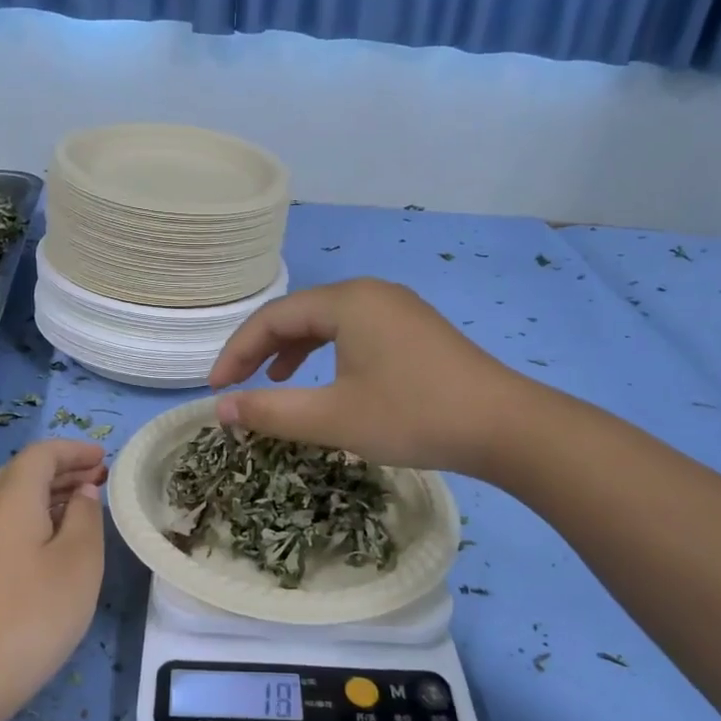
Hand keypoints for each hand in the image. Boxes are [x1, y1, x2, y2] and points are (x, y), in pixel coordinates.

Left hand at [0, 440, 106, 719]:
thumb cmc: (33, 615)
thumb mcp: (79, 563)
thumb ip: (86, 517)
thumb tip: (82, 492)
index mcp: (10, 500)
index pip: (41, 455)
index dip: (74, 450)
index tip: (104, 459)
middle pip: (21, 474)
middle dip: (62, 470)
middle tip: (98, 480)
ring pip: (9, 501)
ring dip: (47, 496)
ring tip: (82, 508)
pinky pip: (2, 526)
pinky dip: (32, 519)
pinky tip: (52, 545)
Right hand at [208, 278, 521, 475]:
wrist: (505, 427)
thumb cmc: (413, 416)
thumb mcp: (333, 418)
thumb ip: (271, 411)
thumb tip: (221, 408)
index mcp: (348, 301)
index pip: (273, 318)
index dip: (236, 352)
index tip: (215, 390)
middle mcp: (371, 293)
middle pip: (299, 314)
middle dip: (261, 350)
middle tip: (236, 386)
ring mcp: (398, 310)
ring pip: (328, 323)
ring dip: (293, 351)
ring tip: (274, 382)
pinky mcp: (416, 331)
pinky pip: (355, 333)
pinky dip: (328, 354)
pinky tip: (326, 380)